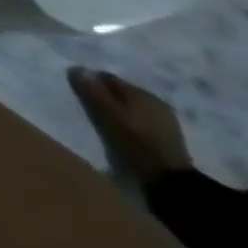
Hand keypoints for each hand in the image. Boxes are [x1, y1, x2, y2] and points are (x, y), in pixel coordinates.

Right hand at [68, 68, 193, 183]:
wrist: (170, 180)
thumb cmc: (134, 141)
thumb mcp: (106, 114)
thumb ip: (91, 90)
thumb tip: (76, 67)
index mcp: (142, 93)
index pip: (107, 78)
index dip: (91, 83)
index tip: (78, 94)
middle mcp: (156, 101)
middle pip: (121, 93)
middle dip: (104, 97)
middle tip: (88, 108)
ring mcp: (165, 120)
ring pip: (131, 107)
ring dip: (116, 110)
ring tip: (103, 121)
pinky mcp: (168, 136)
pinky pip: (141, 120)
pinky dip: (129, 122)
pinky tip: (122, 131)